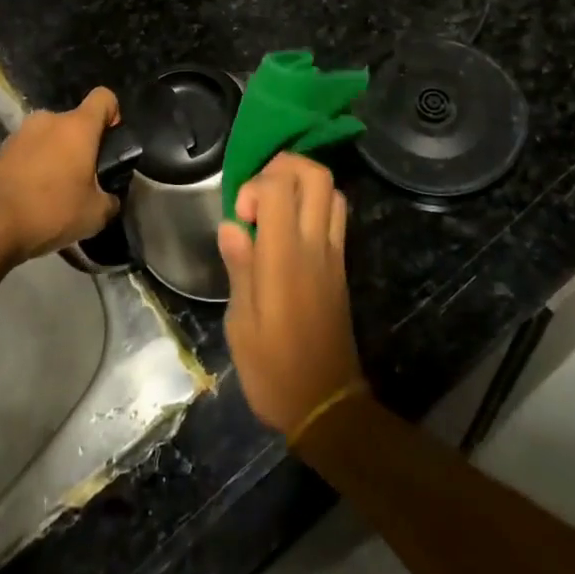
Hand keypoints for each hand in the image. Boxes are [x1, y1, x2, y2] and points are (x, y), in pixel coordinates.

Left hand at [0, 87, 120, 263]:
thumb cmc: (51, 210)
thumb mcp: (95, 214)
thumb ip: (110, 199)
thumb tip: (110, 198)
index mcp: (78, 127)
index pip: (104, 97)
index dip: (113, 114)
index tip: (110, 143)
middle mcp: (49, 120)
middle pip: (75, 122)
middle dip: (82, 145)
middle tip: (83, 178)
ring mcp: (21, 132)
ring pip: (49, 137)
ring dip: (56, 156)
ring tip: (55, 190)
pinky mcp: (0, 150)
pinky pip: (28, 151)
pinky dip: (34, 166)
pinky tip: (32, 196)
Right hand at [217, 154, 364, 437]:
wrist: (327, 406)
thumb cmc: (273, 370)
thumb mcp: (241, 324)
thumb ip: (239, 267)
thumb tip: (232, 226)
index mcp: (284, 257)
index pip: (280, 186)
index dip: (256, 185)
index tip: (240, 215)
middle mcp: (315, 246)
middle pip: (316, 176)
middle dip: (284, 167)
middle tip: (258, 192)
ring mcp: (333, 255)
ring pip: (332, 192)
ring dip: (302, 184)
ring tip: (273, 207)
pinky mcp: (341, 268)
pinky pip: (335, 217)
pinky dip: (314, 206)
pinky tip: (288, 231)